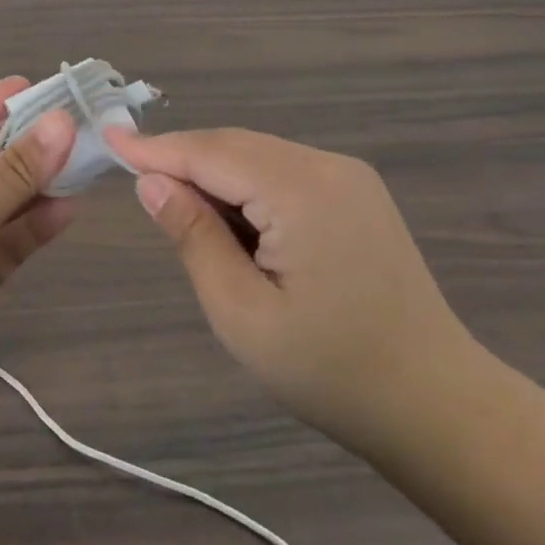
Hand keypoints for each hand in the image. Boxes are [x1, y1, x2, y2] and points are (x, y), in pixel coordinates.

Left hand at [0, 79, 76, 426]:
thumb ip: (14, 170)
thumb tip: (64, 122)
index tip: (32, 93)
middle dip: (20, 142)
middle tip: (71, 127)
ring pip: (1, 195)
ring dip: (36, 181)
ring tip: (80, 164)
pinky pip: (13, 236)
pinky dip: (37, 221)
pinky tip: (68, 208)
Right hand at [103, 126, 479, 459]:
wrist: (437, 404)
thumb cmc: (330, 370)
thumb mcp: (242, 313)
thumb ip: (194, 237)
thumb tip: (152, 182)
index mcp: (301, 191)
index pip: (210, 153)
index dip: (155, 148)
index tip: (107, 140)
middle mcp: (328, 166)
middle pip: (234, 146)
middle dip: (182, 160)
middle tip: (132, 178)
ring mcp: (349, 177)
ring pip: (258, 155)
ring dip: (214, 175)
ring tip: (179, 209)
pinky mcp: (357, 193)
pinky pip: (283, 172)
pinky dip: (246, 186)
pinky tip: (231, 219)